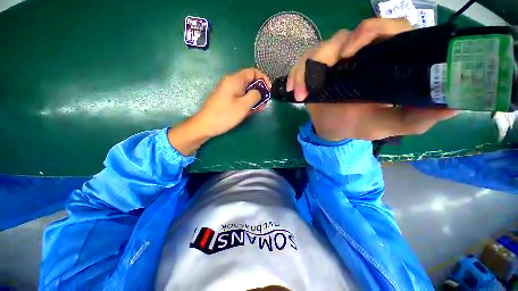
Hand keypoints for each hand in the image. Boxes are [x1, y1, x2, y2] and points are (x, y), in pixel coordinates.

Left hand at [195, 68, 271, 136]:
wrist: (205, 125)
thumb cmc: (224, 115)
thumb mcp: (243, 106)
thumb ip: (254, 96)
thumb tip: (259, 92)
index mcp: (235, 80)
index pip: (253, 72)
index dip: (264, 79)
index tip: (269, 91)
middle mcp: (232, 82)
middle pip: (250, 81)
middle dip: (260, 91)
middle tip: (264, 103)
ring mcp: (229, 91)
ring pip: (246, 91)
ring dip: (254, 98)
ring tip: (259, 109)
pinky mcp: (227, 99)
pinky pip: (240, 97)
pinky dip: (247, 102)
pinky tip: (251, 111)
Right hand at [287, 18, 457, 140]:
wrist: (334, 130)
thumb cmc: (360, 125)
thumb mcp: (390, 124)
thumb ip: (418, 117)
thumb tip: (454, 103)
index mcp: (382, 61)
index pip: (385, 29)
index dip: (370, 31)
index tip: (351, 51)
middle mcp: (358, 55)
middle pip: (344, 35)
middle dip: (329, 50)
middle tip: (323, 72)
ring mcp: (333, 62)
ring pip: (319, 50)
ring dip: (307, 70)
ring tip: (303, 95)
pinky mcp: (315, 71)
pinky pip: (302, 65)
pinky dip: (296, 76)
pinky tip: (294, 91)